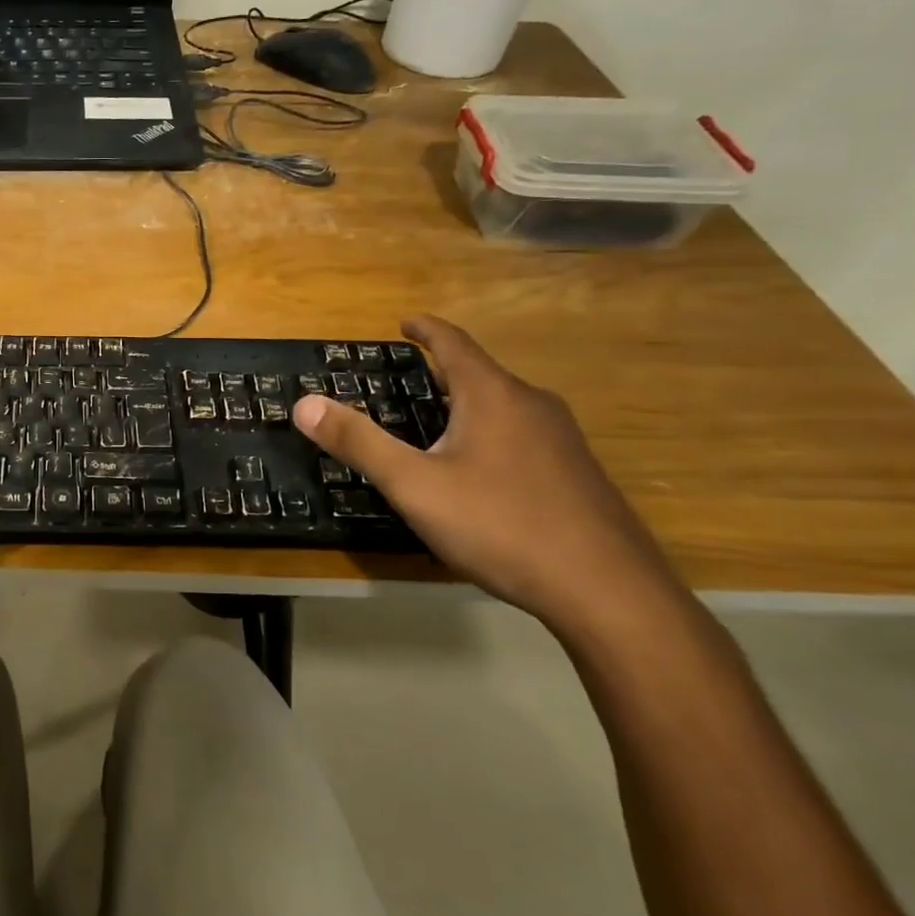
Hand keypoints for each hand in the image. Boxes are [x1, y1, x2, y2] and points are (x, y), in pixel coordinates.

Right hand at [292, 316, 676, 628]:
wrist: (609, 593)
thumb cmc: (501, 525)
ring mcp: (564, 441)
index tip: (404, 322)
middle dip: (440, 373)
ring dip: (466, 406)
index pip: (454, 344)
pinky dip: (490, 435)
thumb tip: (305, 403)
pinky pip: (523, 437)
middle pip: (479, 374)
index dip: (425, 329)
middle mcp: (533, 406)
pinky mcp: (579, 475)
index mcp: (493, 396)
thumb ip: (359, 442)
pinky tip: (479, 473)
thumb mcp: (414, 485)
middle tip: (405, 383)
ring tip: (435, 425)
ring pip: (504, 407)